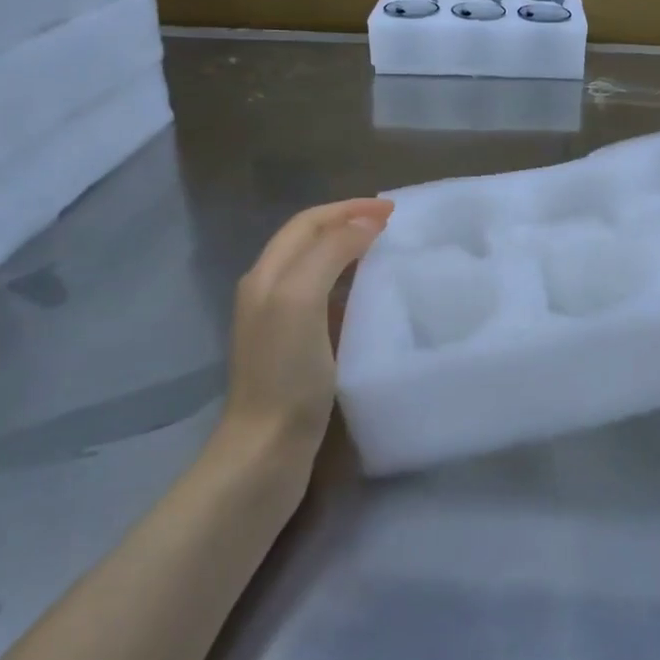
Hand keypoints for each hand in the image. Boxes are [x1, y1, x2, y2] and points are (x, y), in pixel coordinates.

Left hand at [215, 198, 393, 460]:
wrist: (266, 450)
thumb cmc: (285, 374)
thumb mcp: (301, 300)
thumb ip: (330, 253)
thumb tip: (365, 223)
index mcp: (267, 274)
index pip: (308, 223)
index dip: (348, 209)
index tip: (392, 211)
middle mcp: (269, 291)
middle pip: (310, 241)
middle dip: (349, 224)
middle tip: (393, 227)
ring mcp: (281, 322)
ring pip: (319, 270)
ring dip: (351, 253)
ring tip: (388, 254)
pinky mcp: (297, 350)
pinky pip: (327, 301)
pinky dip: (352, 287)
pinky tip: (374, 300)